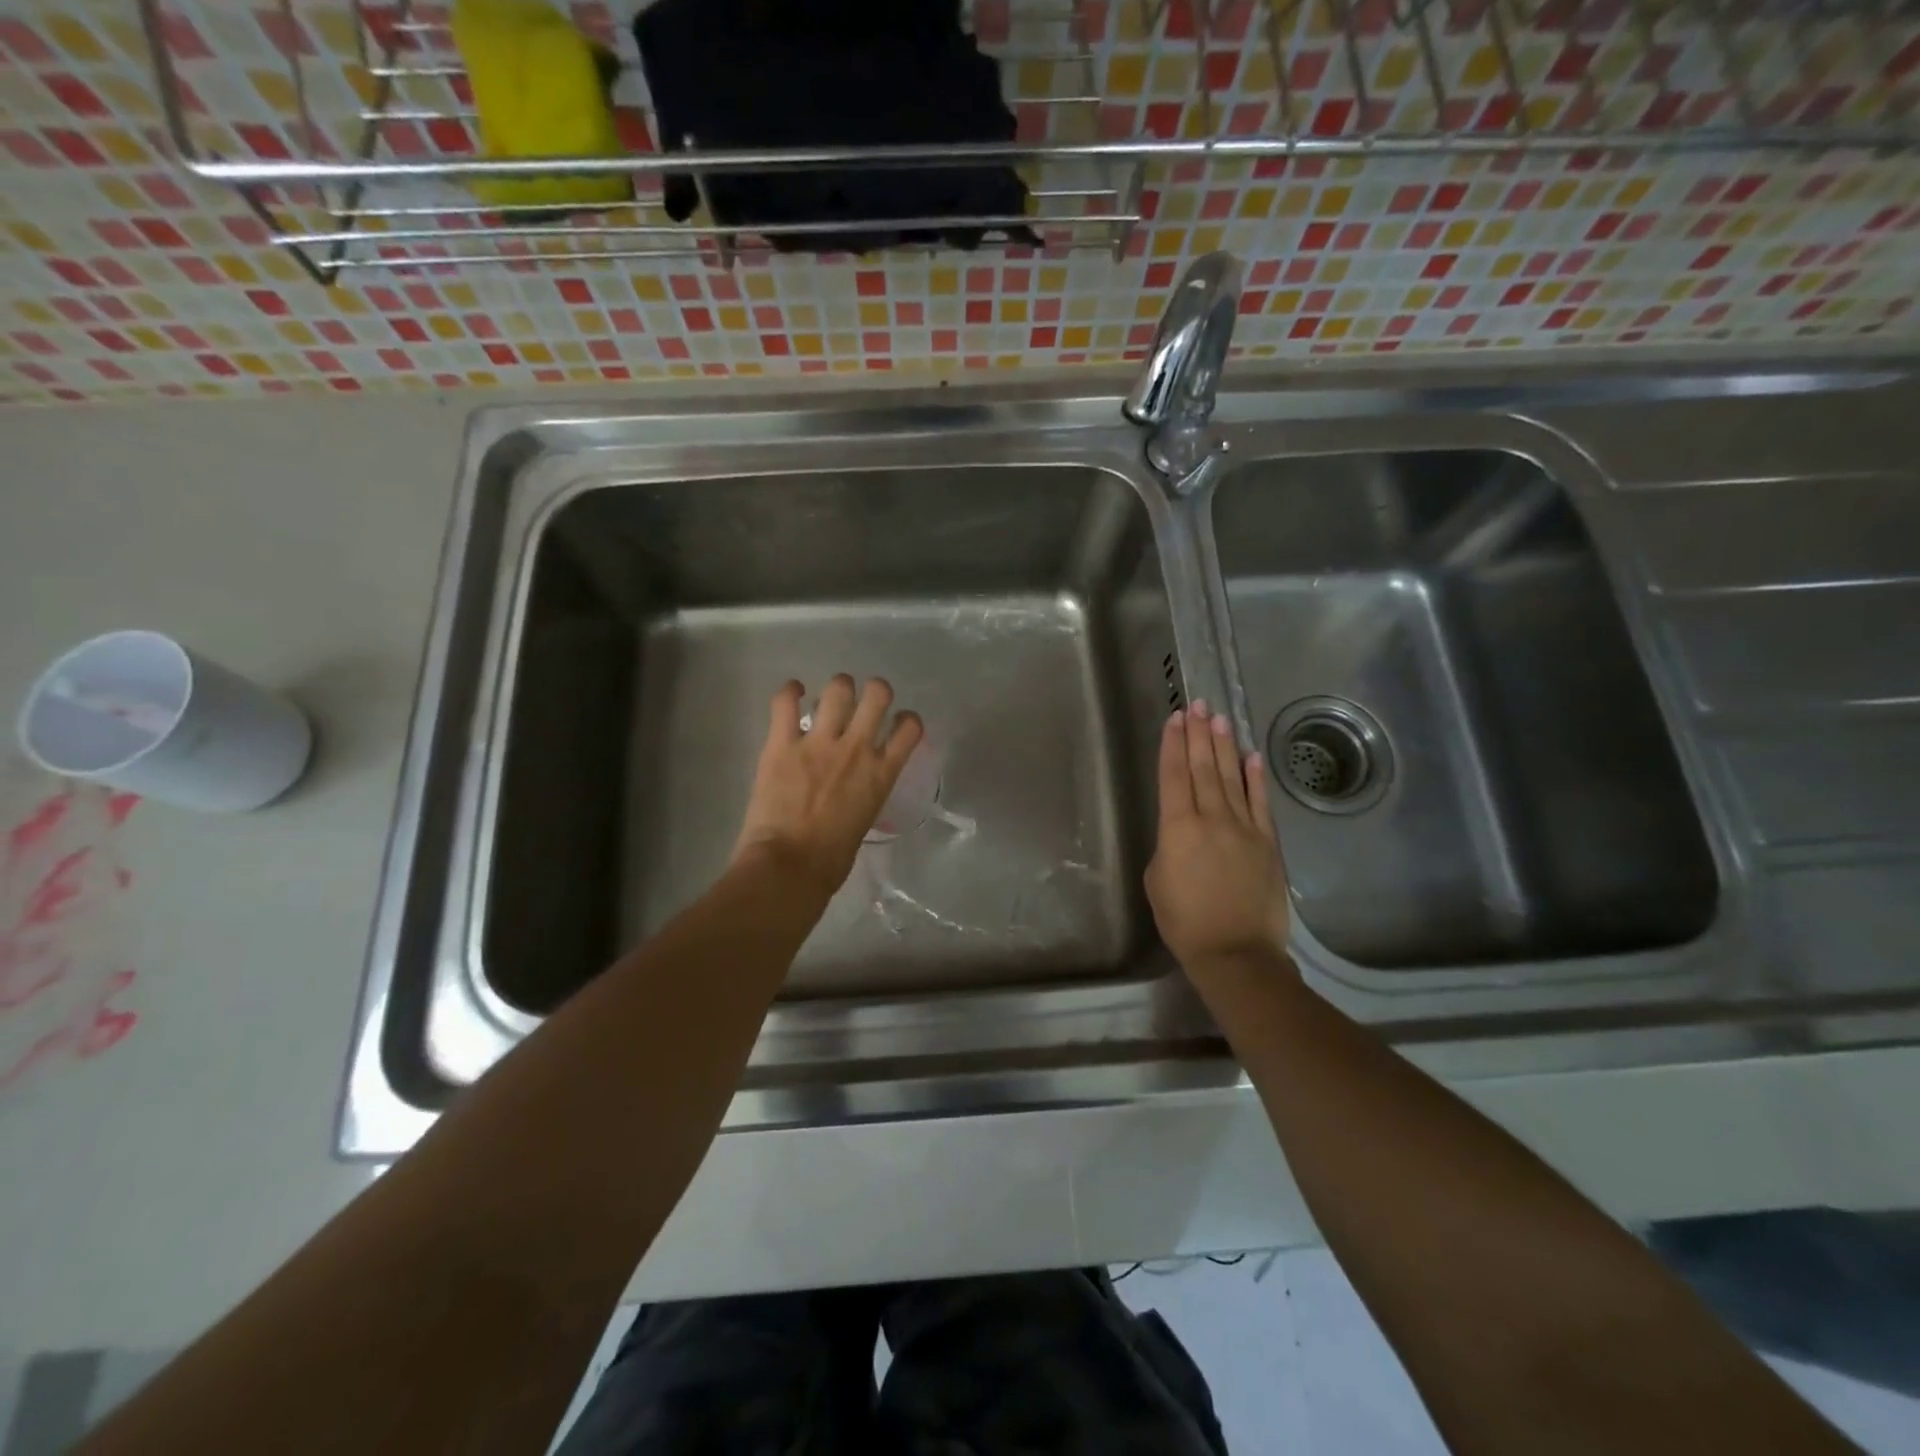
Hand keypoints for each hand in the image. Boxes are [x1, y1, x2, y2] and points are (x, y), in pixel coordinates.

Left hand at [732, 675, 923, 898]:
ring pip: (838, 690)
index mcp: (881, 774)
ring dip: (837, 689)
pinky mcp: (782, 744)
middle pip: (877, 694)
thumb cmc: (831, 860)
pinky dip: (790, 692)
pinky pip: (785, 702)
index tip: (898, 722)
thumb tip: (853, 789)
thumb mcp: (864, 820)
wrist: (790, 865)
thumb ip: (865, 794)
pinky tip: (793, 692)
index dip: (907, 719)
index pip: (909, 729)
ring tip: (830, 698)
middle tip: (864, 701)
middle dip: (874, 691)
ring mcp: (819, 743)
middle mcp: (856, 749)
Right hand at [1145, 700, 1291, 981]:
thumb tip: (1182, 832)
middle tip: (1197, 705)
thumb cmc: (1184, 921)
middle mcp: (1212, 818)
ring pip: (1232, 778)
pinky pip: (1261, 803)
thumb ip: (1168, 845)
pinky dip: (1256, 778)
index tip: (1174, 719)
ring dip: (1224, 746)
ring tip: (1219, 718)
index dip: (1173, 745)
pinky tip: (1251, 756)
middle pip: (1204, 768)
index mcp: (1178, 828)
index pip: (1174, 776)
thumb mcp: (1157, 880)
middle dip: (1198, 734)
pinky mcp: (1268, 843)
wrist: (1235, 952)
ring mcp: (1244, 828)